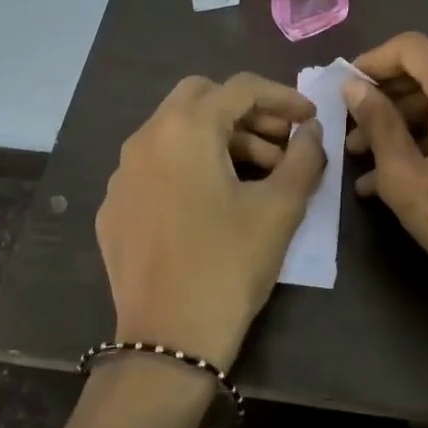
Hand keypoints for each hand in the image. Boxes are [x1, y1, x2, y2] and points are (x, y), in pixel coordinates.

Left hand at [95, 73, 324, 370]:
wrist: (169, 339)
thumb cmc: (230, 265)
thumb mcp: (280, 208)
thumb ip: (304, 157)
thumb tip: (312, 130)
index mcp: (185, 129)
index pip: (240, 88)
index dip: (282, 97)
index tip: (310, 118)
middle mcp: (144, 139)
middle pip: (200, 98)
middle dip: (246, 112)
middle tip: (280, 141)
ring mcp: (122, 174)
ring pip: (175, 132)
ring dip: (219, 140)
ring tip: (258, 176)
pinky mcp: (114, 207)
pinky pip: (155, 167)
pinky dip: (189, 167)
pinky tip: (212, 204)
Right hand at [344, 34, 427, 389]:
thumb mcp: (406, 177)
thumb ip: (378, 123)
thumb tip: (354, 86)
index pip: (410, 47)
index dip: (371, 62)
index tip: (343, 92)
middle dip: (388, 97)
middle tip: (353, 135)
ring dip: (409, 120)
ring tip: (370, 165)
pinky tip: (407, 173)